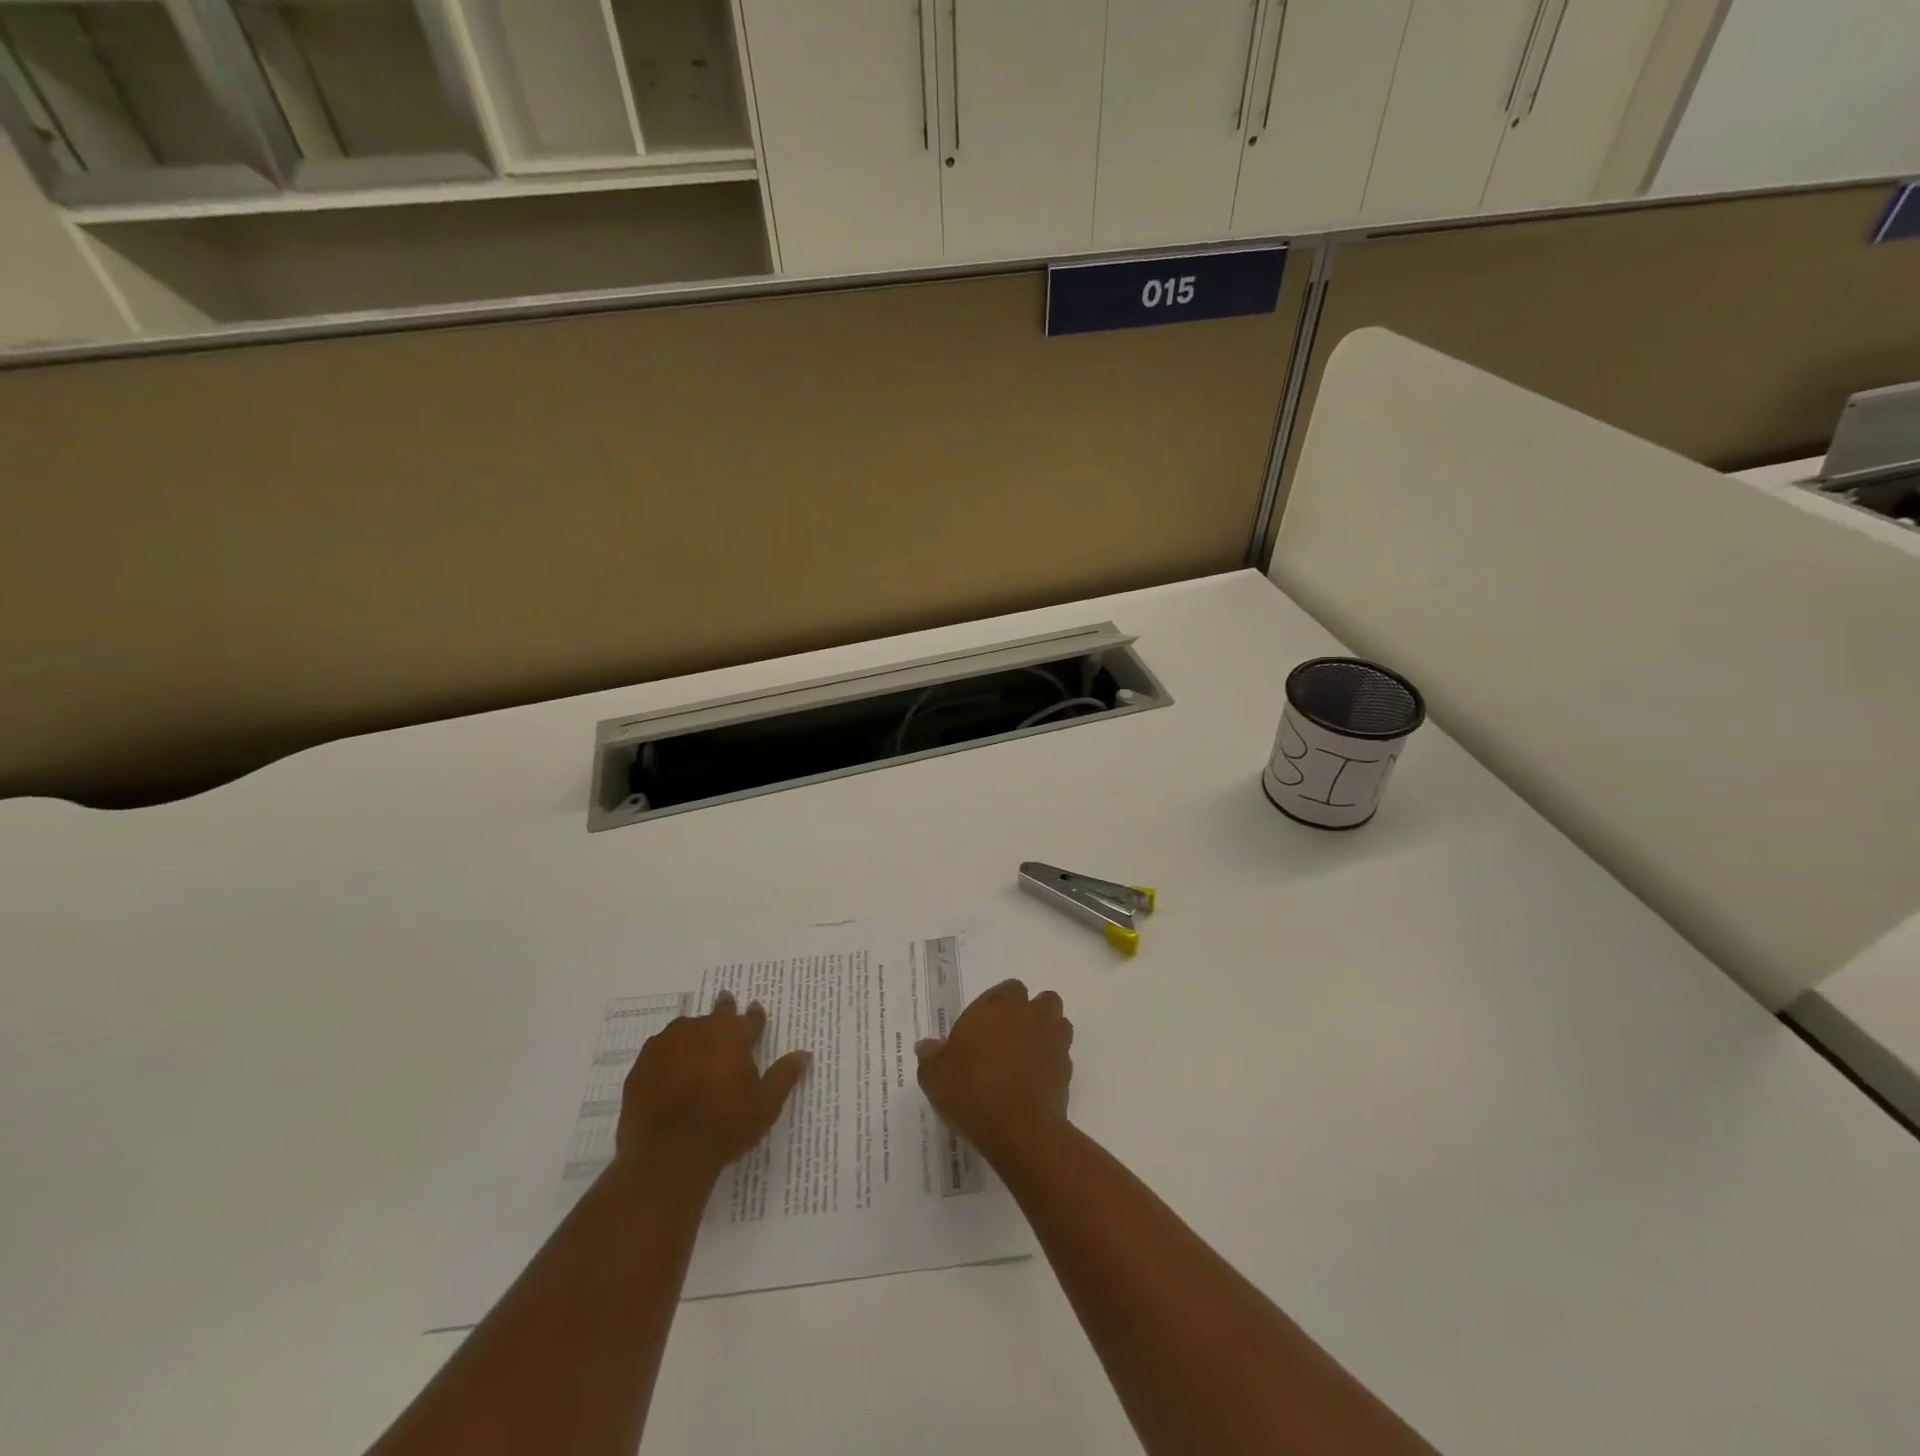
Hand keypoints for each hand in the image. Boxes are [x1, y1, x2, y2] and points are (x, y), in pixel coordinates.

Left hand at [616, 991, 808, 1183]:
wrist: (667, 1155)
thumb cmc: (725, 1126)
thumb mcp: (765, 1105)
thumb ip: (784, 1076)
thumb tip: (803, 1054)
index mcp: (732, 1034)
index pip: (749, 1019)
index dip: (754, 1017)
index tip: (755, 1010)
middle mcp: (699, 1029)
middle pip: (715, 1015)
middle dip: (723, 1012)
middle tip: (726, 1006)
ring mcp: (665, 1045)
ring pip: (684, 1031)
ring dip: (693, 1036)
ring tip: (696, 1050)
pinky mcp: (641, 1066)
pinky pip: (659, 1053)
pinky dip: (667, 1058)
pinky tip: (669, 1073)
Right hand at [916, 979, 1071, 1159]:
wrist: (1018, 1128)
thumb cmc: (971, 1091)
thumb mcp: (935, 1076)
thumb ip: (931, 1056)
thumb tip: (926, 1046)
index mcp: (997, 1006)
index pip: (1008, 989)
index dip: (999, 1004)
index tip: (985, 1025)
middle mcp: (1029, 1015)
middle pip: (1042, 1000)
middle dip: (1031, 1013)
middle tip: (1010, 1037)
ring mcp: (1052, 1041)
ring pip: (1058, 1023)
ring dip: (1047, 1033)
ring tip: (1028, 1056)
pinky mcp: (1067, 1070)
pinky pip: (1062, 1056)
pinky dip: (1052, 1063)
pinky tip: (1035, 1082)